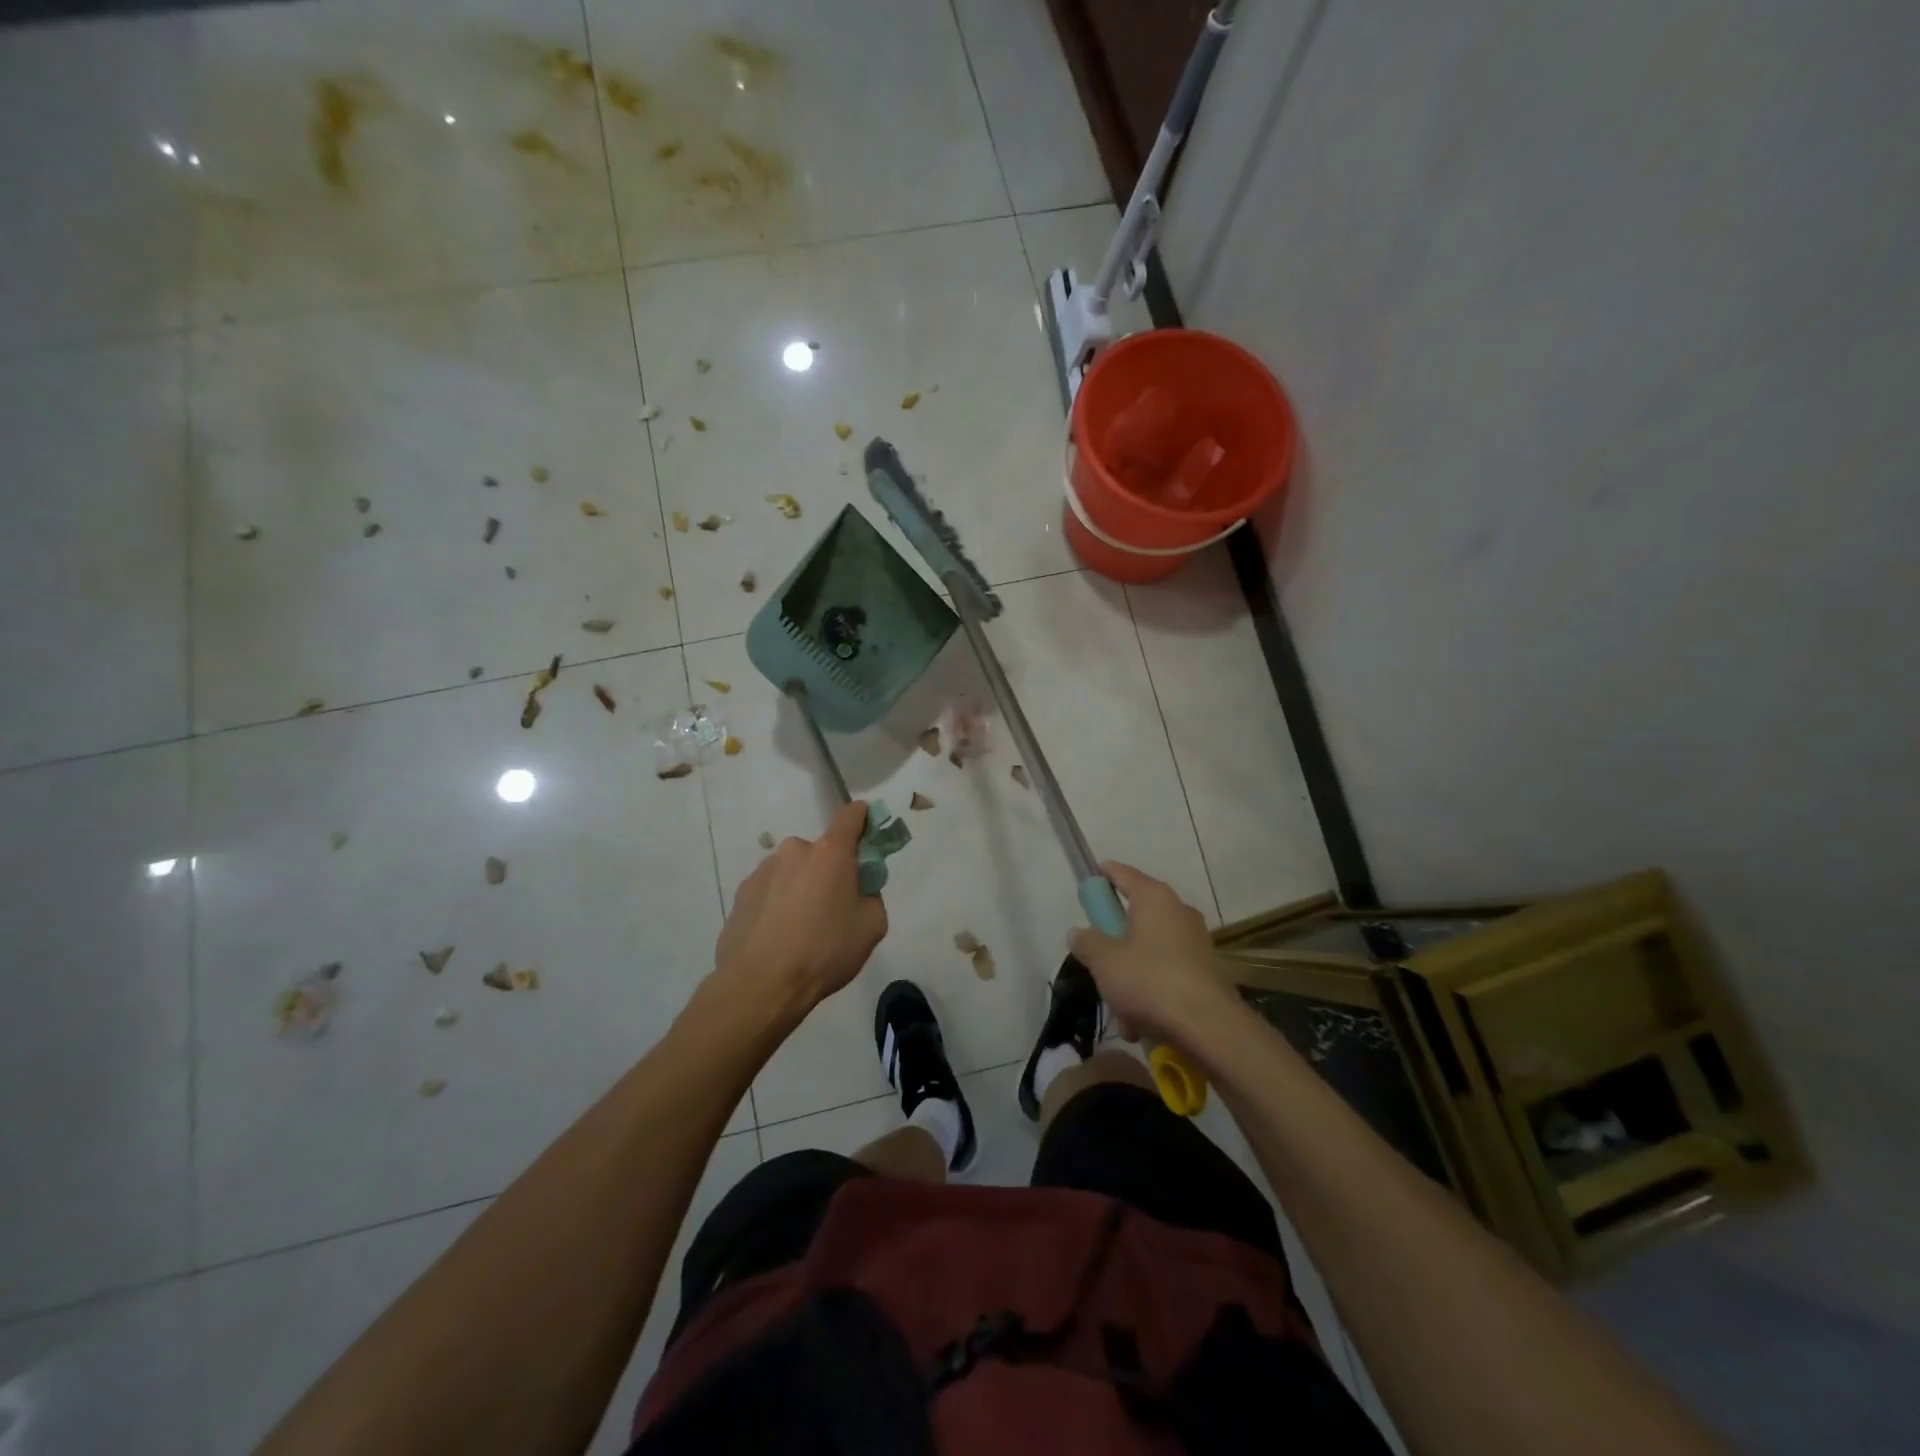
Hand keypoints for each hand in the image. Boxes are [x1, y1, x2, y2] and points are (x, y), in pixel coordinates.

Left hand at [712, 801, 887, 1010]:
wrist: (760, 985)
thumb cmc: (824, 951)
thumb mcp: (872, 926)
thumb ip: (871, 894)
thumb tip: (858, 888)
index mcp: (830, 853)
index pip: (851, 815)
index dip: (864, 819)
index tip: (869, 834)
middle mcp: (794, 851)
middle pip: (821, 852)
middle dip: (829, 872)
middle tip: (833, 909)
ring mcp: (763, 871)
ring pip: (793, 872)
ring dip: (801, 889)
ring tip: (800, 931)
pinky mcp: (741, 893)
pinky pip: (770, 891)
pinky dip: (778, 906)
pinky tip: (778, 938)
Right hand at [1069, 862, 1232, 1044]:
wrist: (1209, 1026)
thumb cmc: (1149, 981)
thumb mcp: (1104, 962)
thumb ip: (1087, 942)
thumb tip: (1079, 933)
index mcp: (1154, 898)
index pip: (1123, 873)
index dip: (1103, 875)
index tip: (1088, 882)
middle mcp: (1178, 911)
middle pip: (1136, 915)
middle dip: (1114, 940)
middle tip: (1097, 960)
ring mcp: (1196, 941)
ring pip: (1150, 949)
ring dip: (1131, 974)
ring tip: (1119, 1008)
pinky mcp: (1206, 970)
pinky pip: (1167, 972)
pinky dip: (1151, 990)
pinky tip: (1140, 1023)